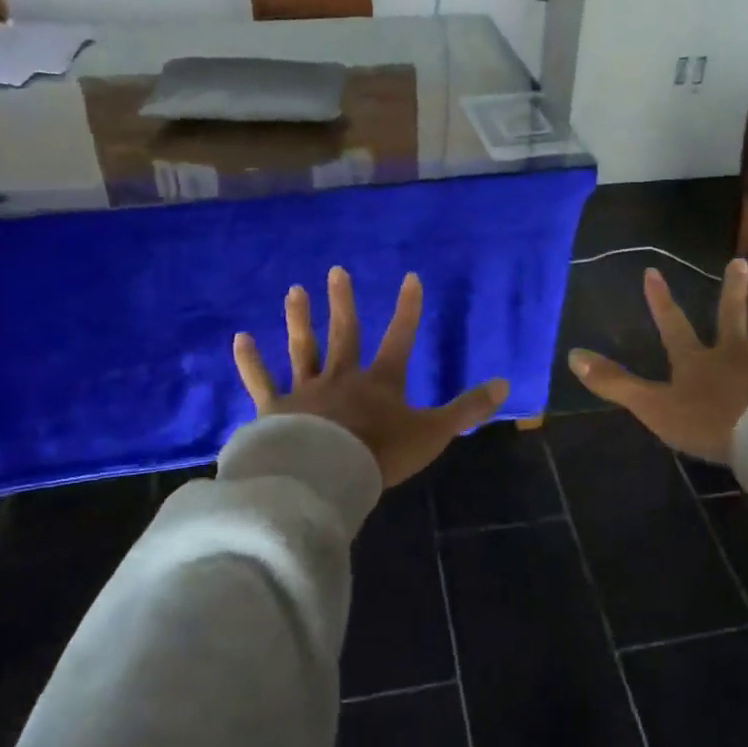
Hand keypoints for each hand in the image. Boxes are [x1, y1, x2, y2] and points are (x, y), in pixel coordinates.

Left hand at [233, 266, 509, 488]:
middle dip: (344, 302)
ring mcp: (306, 390)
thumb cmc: (380, 454)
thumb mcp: (434, 433)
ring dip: (300, 319)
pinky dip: (251, 361)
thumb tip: (506, 384)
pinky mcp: (275, 409)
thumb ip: (467, 410)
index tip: (411, 277)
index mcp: (381, 381)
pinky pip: (261, 381)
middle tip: (337, 270)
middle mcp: (343, 376)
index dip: (408, 308)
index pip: (400, 337)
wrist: (326, 476)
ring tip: (295, 291)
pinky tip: (241, 338)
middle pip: (345, 333)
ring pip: (304, 348)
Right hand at [568, 260, 747, 465]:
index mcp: (696, 360)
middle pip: (732, 315)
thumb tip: (572, 355)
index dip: (660, 301)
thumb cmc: (707, 423)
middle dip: (732, 290)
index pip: (673, 325)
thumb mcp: (652, 406)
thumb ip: (614, 383)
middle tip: (738, 262)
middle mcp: (734, 351)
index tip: (652, 272)